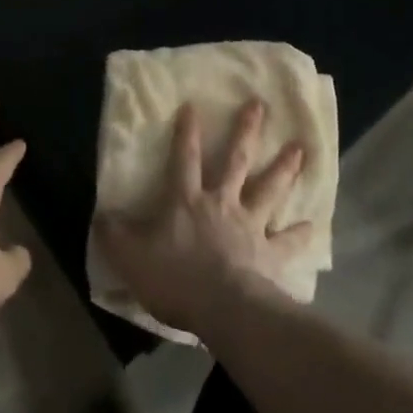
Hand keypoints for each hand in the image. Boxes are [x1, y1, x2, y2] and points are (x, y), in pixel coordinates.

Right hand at [96, 99, 311, 336]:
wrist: (223, 308)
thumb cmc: (175, 278)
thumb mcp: (131, 257)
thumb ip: (115, 234)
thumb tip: (100, 215)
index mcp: (187, 200)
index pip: (184, 158)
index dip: (187, 132)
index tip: (193, 105)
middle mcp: (221, 203)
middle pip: (236, 160)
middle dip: (247, 131)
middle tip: (260, 105)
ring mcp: (250, 226)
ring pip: (268, 190)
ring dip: (284, 168)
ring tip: (300, 149)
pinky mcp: (270, 255)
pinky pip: (287, 242)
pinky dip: (300, 233)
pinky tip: (312, 225)